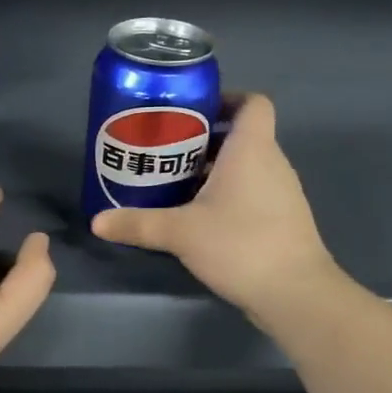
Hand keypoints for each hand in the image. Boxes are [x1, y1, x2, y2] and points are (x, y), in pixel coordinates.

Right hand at [89, 94, 339, 322]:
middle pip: (241, 136)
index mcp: (252, 149)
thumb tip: (97, 222)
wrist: (295, 293)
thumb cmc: (240, 244)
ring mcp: (281, 194)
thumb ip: (138, 224)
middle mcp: (272, 163)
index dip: (227, 99)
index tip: (193, 112)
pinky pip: (251, 194)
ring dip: (213, 170)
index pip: (253, 103)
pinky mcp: (281, 221)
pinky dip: (226, 196)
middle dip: (204, 140)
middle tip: (165, 151)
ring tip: (174, 184)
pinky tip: (197, 218)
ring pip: (245, 168)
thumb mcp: (180, 232)